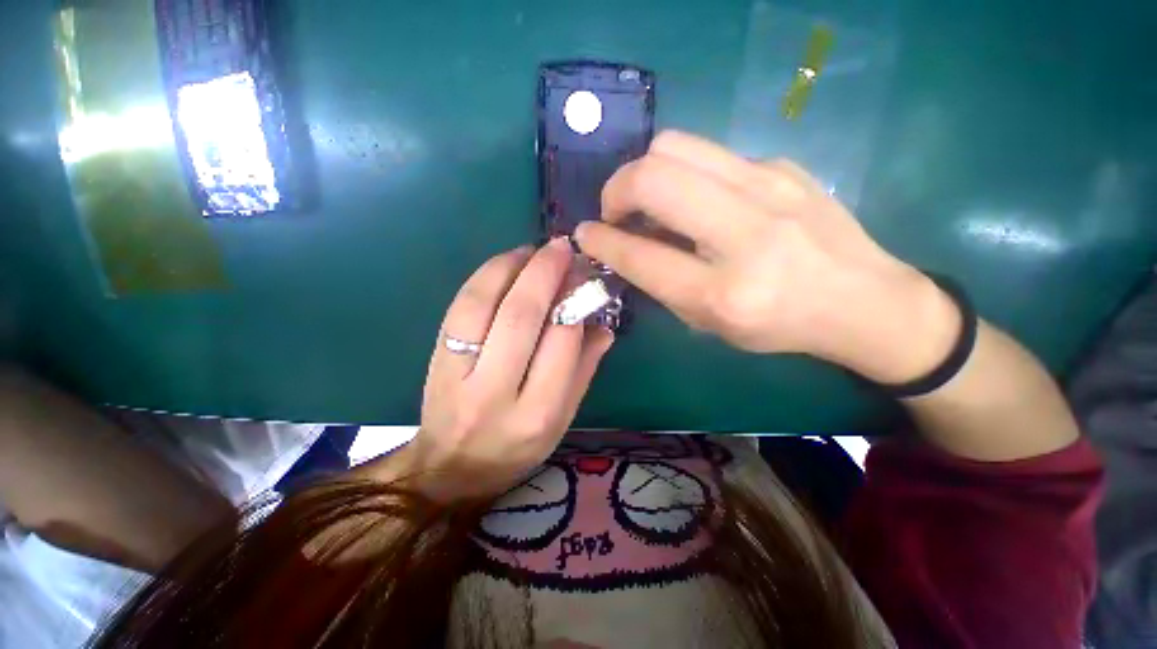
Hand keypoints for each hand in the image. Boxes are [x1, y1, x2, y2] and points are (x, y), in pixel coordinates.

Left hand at [405, 240, 613, 501]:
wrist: (451, 466)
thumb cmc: (517, 447)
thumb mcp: (562, 419)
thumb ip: (584, 370)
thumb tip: (602, 325)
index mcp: (536, 413)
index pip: (561, 343)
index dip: (574, 302)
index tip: (584, 277)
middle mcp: (495, 392)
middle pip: (520, 317)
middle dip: (544, 272)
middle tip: (561, 247)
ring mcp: (457, 374)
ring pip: (482, 304)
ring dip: (510, 267)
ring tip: (533, 250)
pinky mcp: (436, 359)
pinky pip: (459, 307)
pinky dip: (484, 277)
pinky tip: (504, 264)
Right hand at [575, 131, 957, 383]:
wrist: (863, 299)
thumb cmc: (778, 325)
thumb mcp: (710, 323)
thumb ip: (661, 283)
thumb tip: (624, 245)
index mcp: (723, 292)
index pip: (640, 255)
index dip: (602, 241)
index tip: (584, 234)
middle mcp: (745, 233)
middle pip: (653, 176)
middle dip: (616, 190)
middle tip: (616, 213)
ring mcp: (769, 186)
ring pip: (675, 146)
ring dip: (644, 173)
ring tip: (648, 200)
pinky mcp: (781, 164)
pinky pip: (709, 156)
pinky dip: (685, 177)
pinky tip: (697, 202)